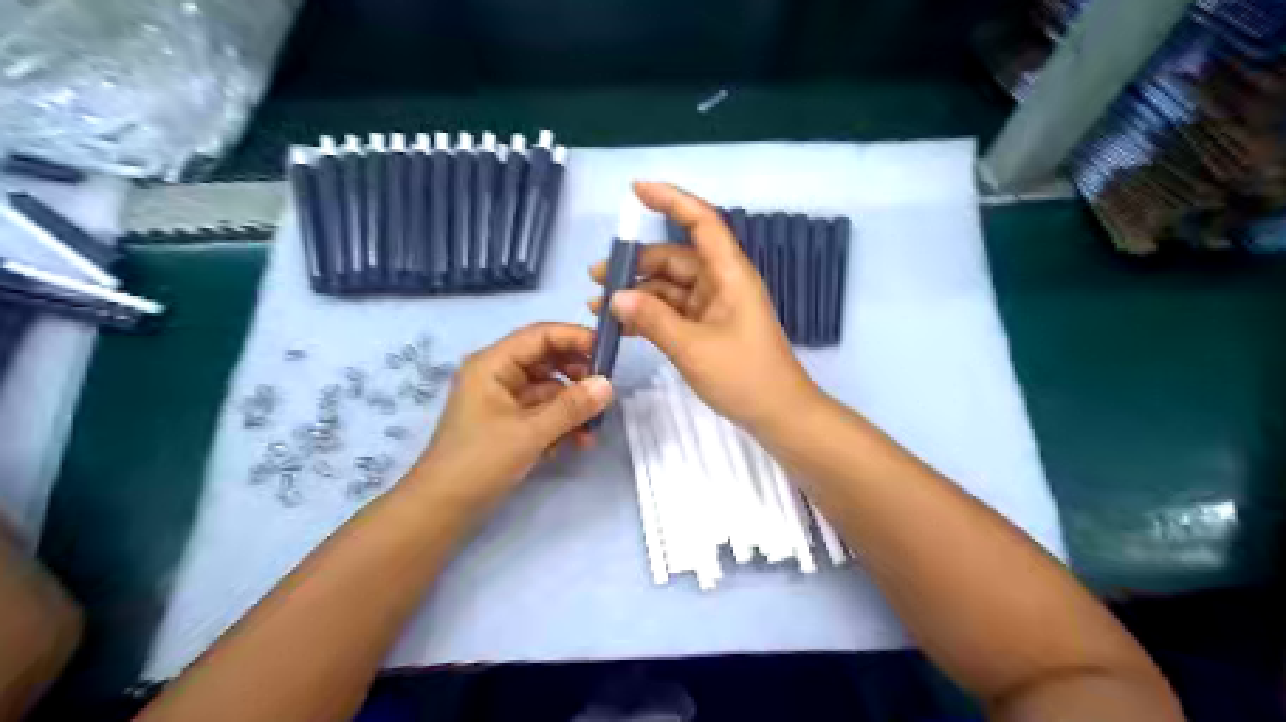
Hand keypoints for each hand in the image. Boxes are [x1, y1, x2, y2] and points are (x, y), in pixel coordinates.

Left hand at [412, 325, 612, 515]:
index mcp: (493, 364)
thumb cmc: (480, 461)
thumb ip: (571, 406)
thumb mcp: (530, 432)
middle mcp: (499, 374)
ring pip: (549, 389)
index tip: (609, 352)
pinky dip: (562, 423)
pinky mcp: (510, 422)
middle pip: (547, 360)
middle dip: (578, 375)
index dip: (575, 338)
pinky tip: (578, 442)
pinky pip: (544, 411)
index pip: (540, 335)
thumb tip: (608, 384)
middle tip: (606, 391)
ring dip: (573, 405)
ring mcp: (504, 399)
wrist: (442, 509)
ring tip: (594, 426)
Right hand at [588, 184, 817, 436]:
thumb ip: (652, 319)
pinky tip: (622, 325)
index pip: (701, 222)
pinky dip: (649, 315)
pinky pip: (674, 311)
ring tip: (599, 308)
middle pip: (675, 259)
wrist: (779, 415)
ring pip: (670, 287)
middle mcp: (721, 282)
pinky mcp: (709, 328)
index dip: (671, 200)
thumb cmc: (744, 376)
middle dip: (636, 264)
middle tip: (596, 280)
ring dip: (637, 294)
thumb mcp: (693, 347)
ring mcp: (715, 306)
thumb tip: (615, 297)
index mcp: (728, 274)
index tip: (635, 190)